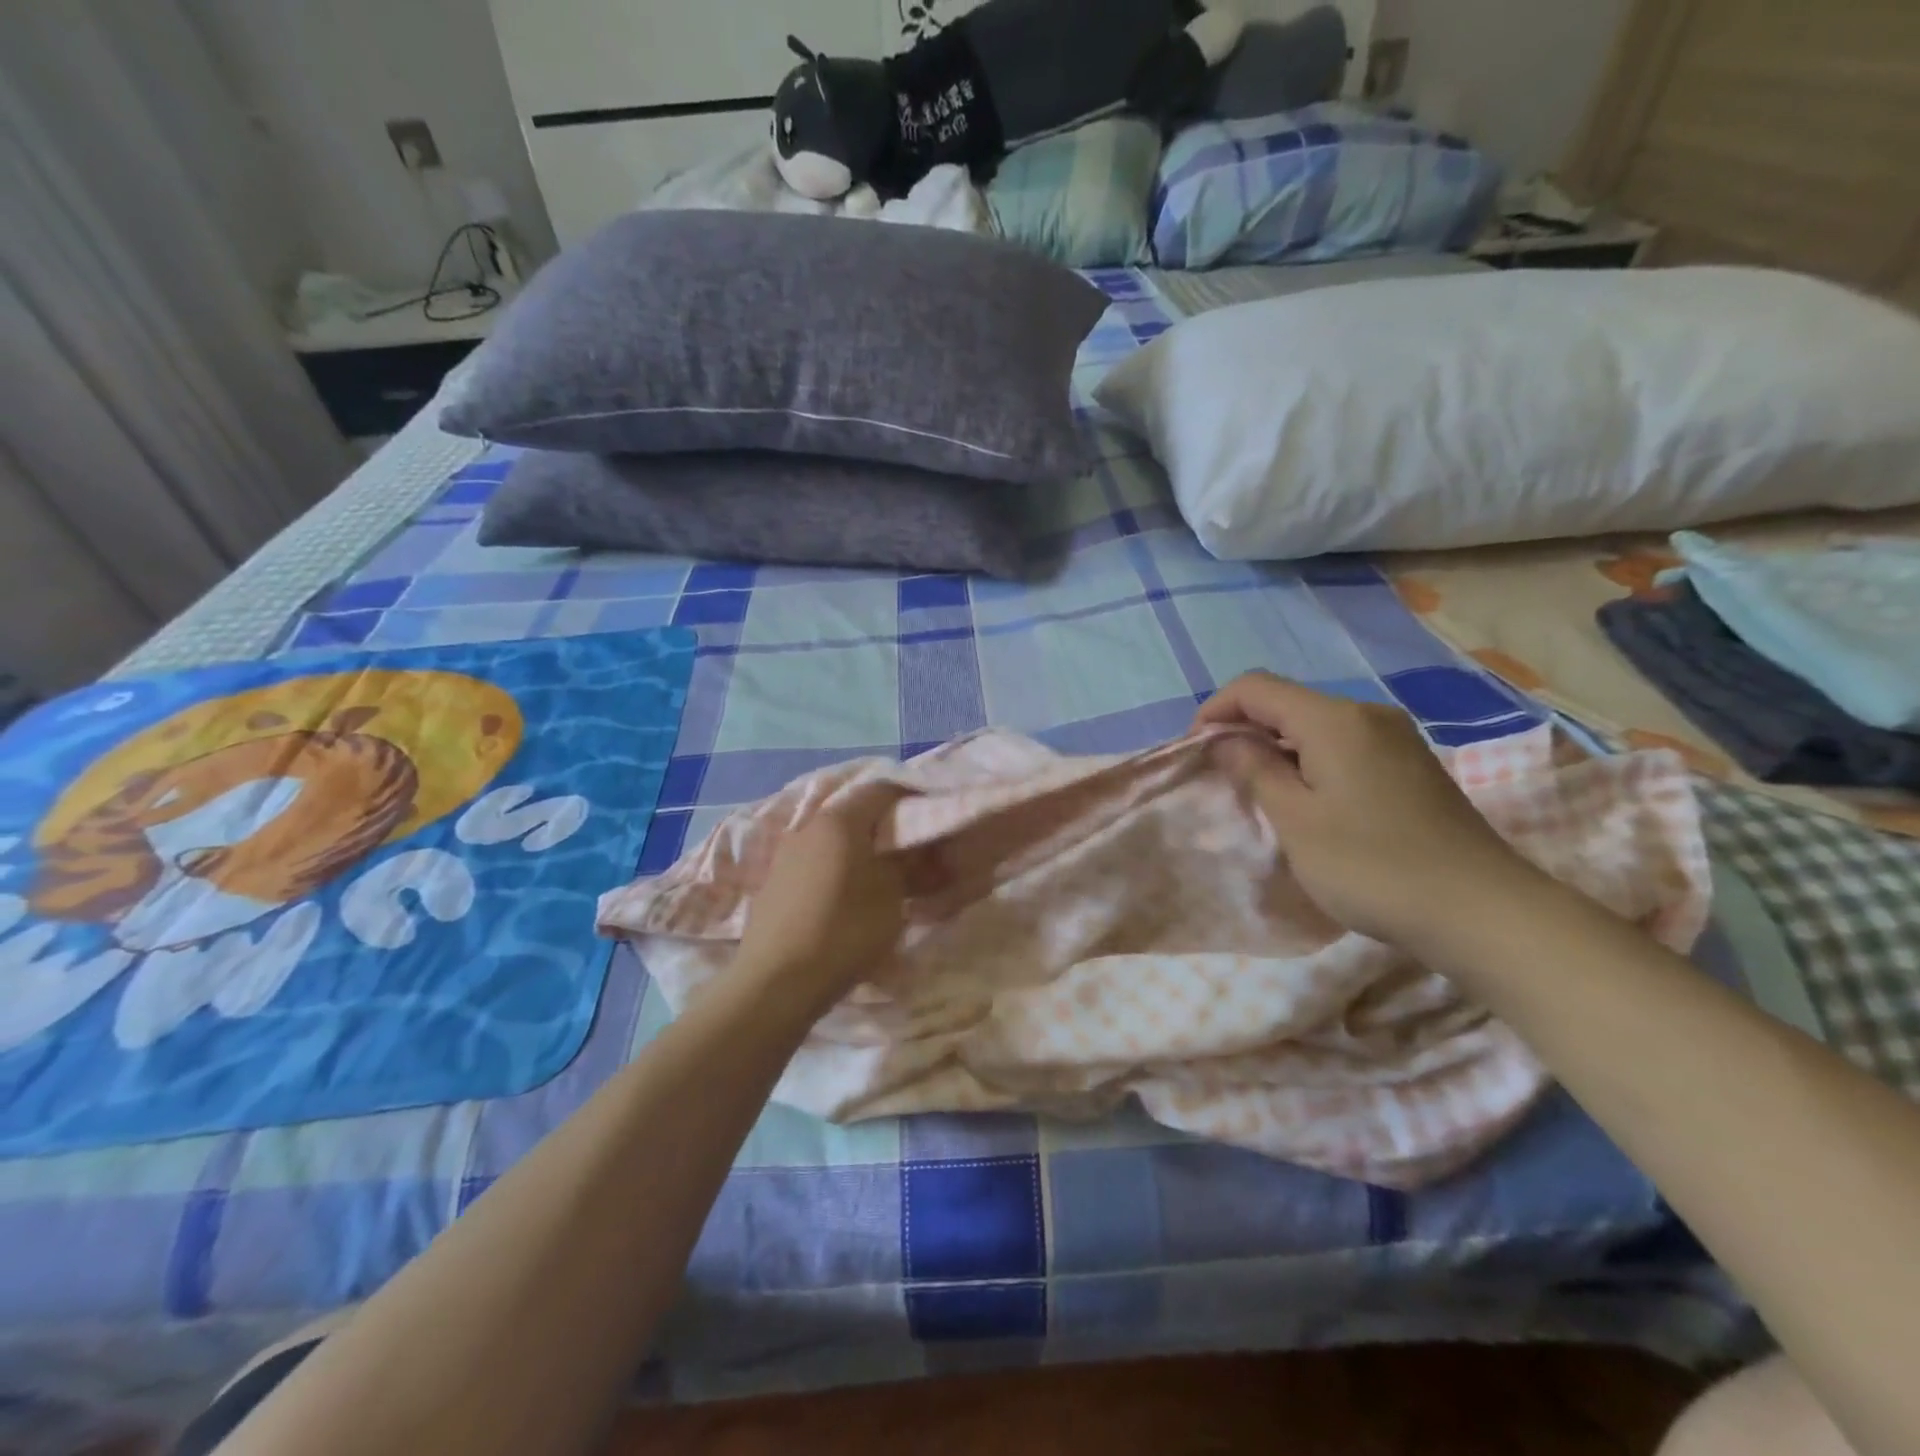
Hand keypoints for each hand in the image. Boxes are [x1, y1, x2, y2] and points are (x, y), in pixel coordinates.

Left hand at [735, 783, 924, 1012]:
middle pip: (854, 813)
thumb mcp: (891, 897)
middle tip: (910, 852)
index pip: (881, 789)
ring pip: (833, 838)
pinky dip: (836, 868)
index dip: (910, 799)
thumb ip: (910, 865)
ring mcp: (786, 853)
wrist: (776, 982)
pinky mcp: (774, 882)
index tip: (931, 819)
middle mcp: (808, 826)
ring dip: (858, 850)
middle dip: (884, 827)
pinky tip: (846, 896)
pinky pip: (815, 861)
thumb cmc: (844, 931)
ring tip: (880, 877)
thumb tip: (921, 850)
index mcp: (839, 820)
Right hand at [1194, 672, 1541, 948]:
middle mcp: (1367, 714)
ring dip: (1278, 747)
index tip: (1195, 749)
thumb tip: (1227, 740)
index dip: (1215, 710)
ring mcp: (1396, 738)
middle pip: (1288, 702)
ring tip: (1261, 791)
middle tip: (1222, 775)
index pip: (1256, 688)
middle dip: (1245, 729)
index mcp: (1334, 719)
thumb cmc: (1371, 865)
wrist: (1481, 910)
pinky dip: (1311, 760)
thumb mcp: (1295, 821)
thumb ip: (1254, 770)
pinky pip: (1345, 744)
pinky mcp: (1412, 764)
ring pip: (1316, 725)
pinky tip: (1310, 800)